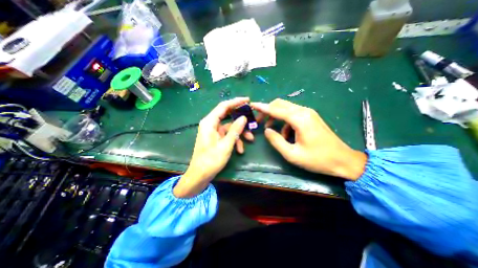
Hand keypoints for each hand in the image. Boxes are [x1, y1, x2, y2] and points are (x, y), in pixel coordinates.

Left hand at [174, 97, 251, 197]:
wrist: (200, 175)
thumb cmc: (211, 160)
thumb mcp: (226, 145)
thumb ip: (235, 130)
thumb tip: (244, 118)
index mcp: (210, 122)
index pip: (224, 106)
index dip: (236, 102)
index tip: (247, 100)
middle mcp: (211, 124)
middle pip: (228, 116)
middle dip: (241, 120)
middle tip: (252, 120)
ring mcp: (214, 131)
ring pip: (230, 127)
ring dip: (240, 133)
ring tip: (250, 140)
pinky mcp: (216, 138)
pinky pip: (228, 135)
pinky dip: (235, 140)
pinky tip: (240, 150)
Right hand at [252, 98, 366, 179]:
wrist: (343, 160)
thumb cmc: (317, 159)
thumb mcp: (292, 154)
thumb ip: (276, 141)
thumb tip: (267, 130)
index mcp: (300, 119)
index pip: (276, 109)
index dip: (262, 107)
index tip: (252, 105)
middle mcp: (304, 111)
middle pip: (280, 104)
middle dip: (268, 111)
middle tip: (260, 121)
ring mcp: (308, 113)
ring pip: (286, 108)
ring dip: (275, 116)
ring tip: (271, 129)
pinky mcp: (310, 117)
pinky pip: (292, 114)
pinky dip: (284, 121)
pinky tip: (286, 134)